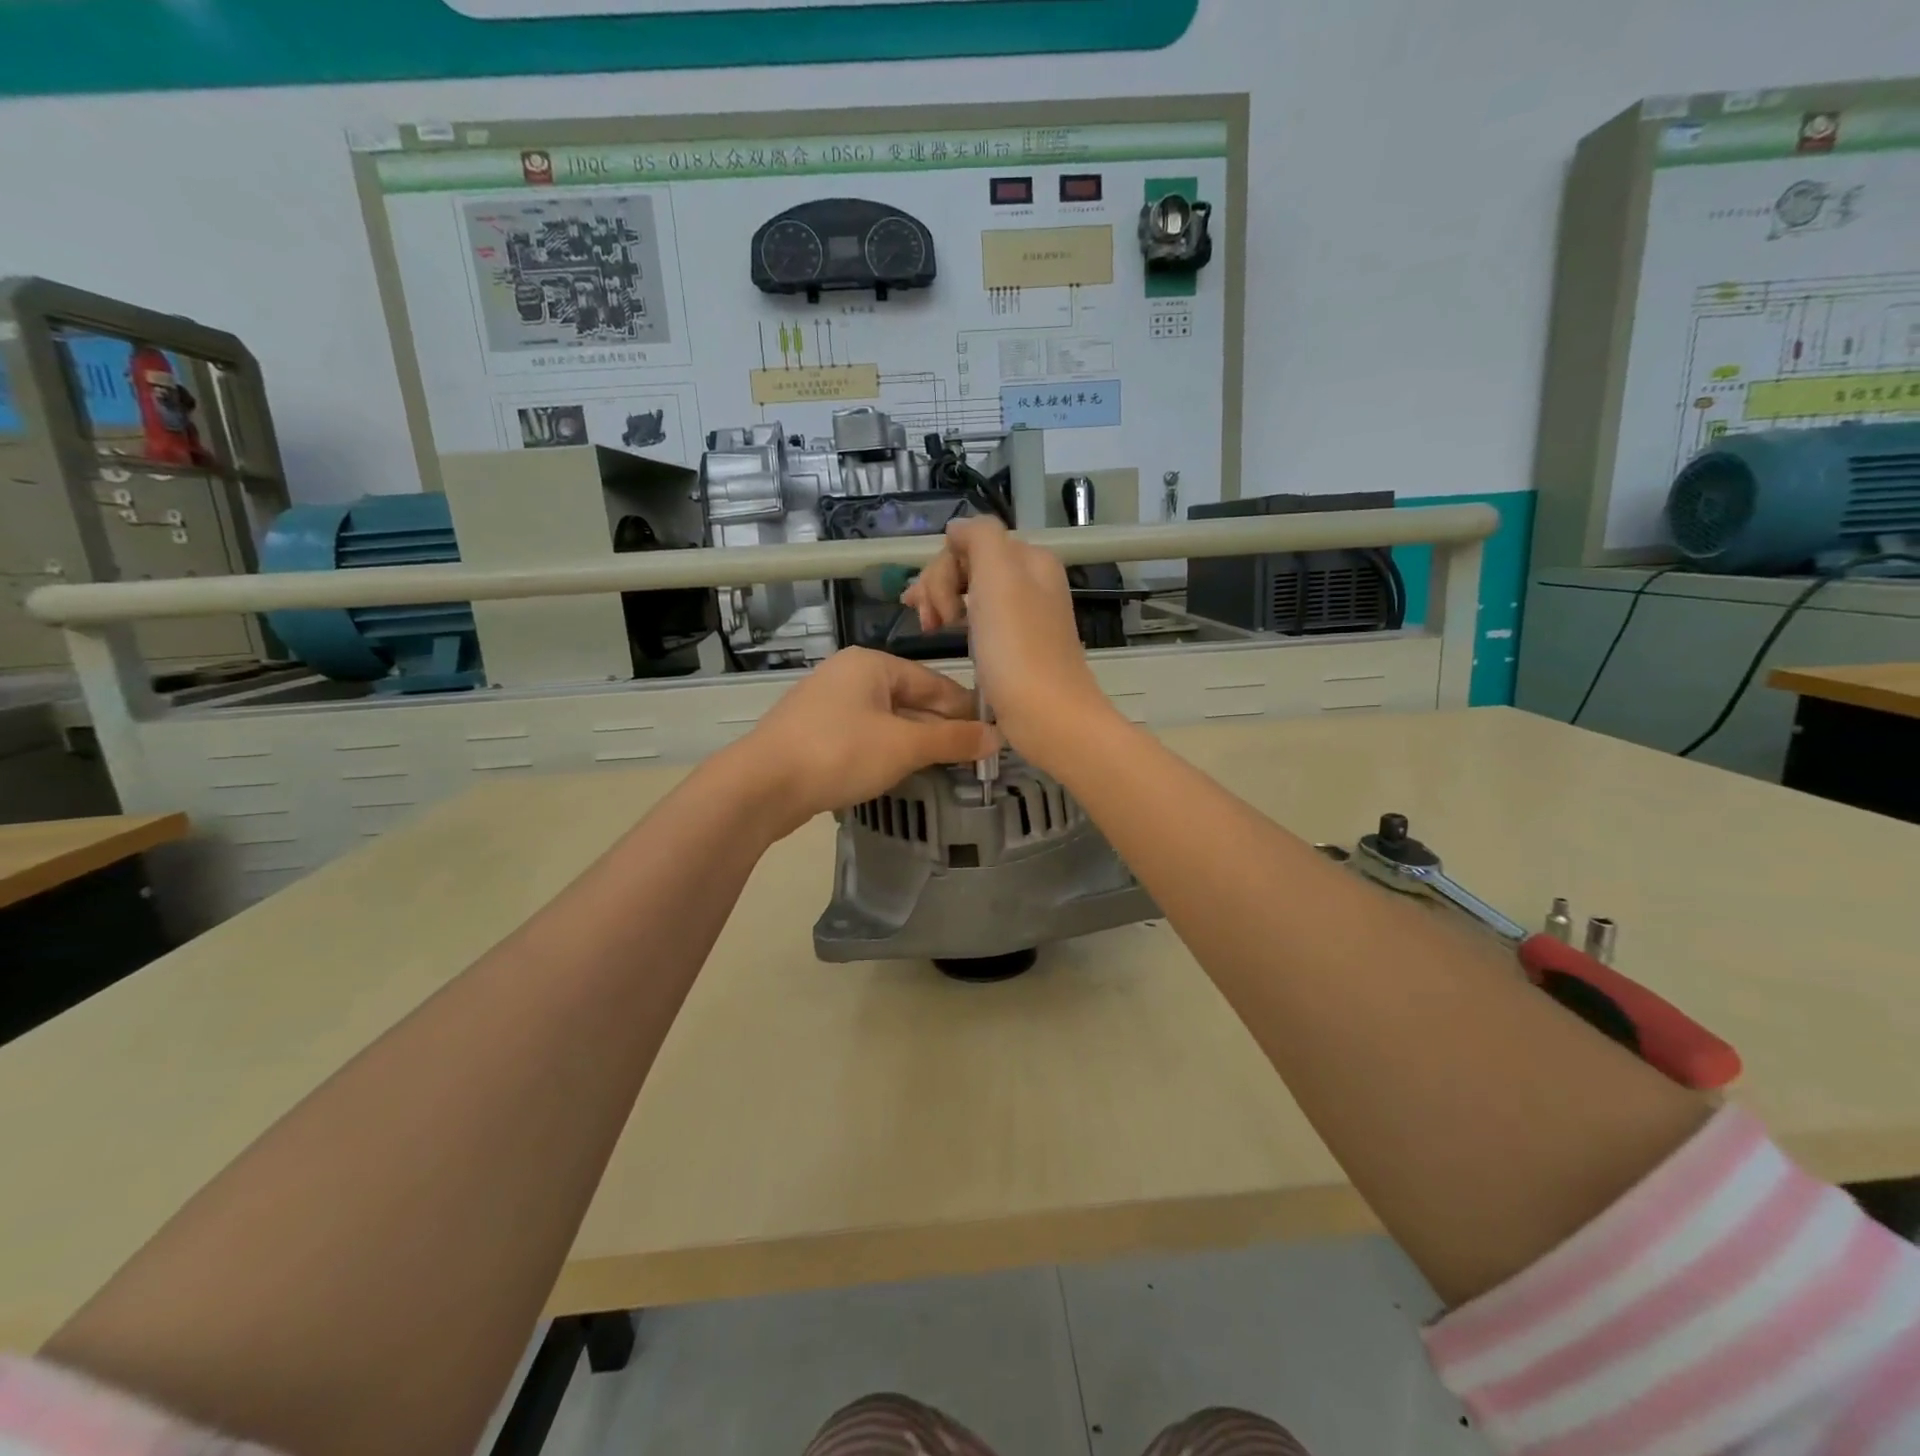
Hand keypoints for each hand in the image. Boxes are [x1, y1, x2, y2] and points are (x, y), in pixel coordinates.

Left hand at [732, 647, 999, 835]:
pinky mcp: (815, 734)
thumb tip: (997, 738)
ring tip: (947, 769)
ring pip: (888, 721)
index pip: (934, 683)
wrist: (761, 786)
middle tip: (974, 759)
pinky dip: (888, 752)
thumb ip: (952, 741)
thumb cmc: (840, 753)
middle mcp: (849, 676)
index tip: (993, 736)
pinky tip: (903, 773)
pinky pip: (865, 737)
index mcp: (872, 664)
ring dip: (916, 744)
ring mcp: (828, 705)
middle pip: (910, 701)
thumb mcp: (904, 746)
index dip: (966, 711)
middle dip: (941, 729)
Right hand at [902, 517, 1116, 767]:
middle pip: (968, 566)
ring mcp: (1023, 616)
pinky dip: (957, 623)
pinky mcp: (1015, 648)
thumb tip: (957, 530)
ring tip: (929, 631)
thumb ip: (980, 537)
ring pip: (970, 593)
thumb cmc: (1018, 649)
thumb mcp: (999, 576)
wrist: (1048, 717)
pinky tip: (946, 637)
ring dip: (942, 604)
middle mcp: (1030, 582)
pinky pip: (978, 621)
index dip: (942, 570)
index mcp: (1029, 560)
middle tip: (929, 624)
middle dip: (939, 587)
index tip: (935, 607)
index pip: (969, 543)